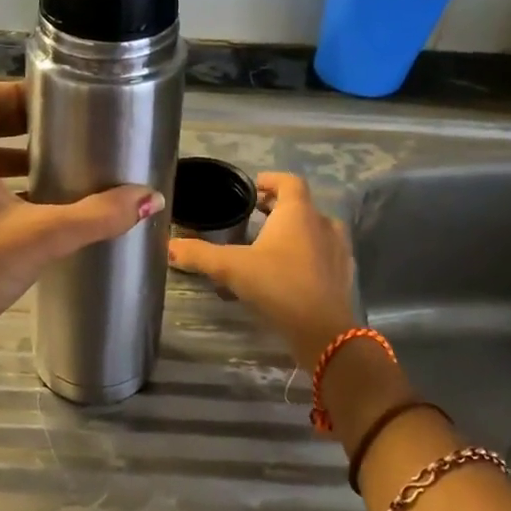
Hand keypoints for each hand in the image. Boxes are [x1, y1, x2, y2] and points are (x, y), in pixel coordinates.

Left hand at [0, 81, 162, 347]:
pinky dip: (0, 186)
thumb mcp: (46, 236)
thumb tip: (150, 197)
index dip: (18, 94)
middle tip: (62, 134)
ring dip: (12, 158)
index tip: (54, 104)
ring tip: (54, 170)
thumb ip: (99, 214)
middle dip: (21, 126)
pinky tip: (34, 209)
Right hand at [168, 171, 355, 367]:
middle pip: (301, 205)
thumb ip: (199, 254)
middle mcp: (322, 223)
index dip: (271, 180)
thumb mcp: (230, 268)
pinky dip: (307, 254)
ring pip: (315, 230)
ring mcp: (338, 249)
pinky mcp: (343, 274)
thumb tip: (167, 246)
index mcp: (298, 212)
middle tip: (254, 215)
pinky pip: (323, 254)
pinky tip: (289, 272)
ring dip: (294, 231)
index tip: (253, 187)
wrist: (322, 330)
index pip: (289, 182)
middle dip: (277, 207)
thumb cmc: (277, 285)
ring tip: (269, 244)